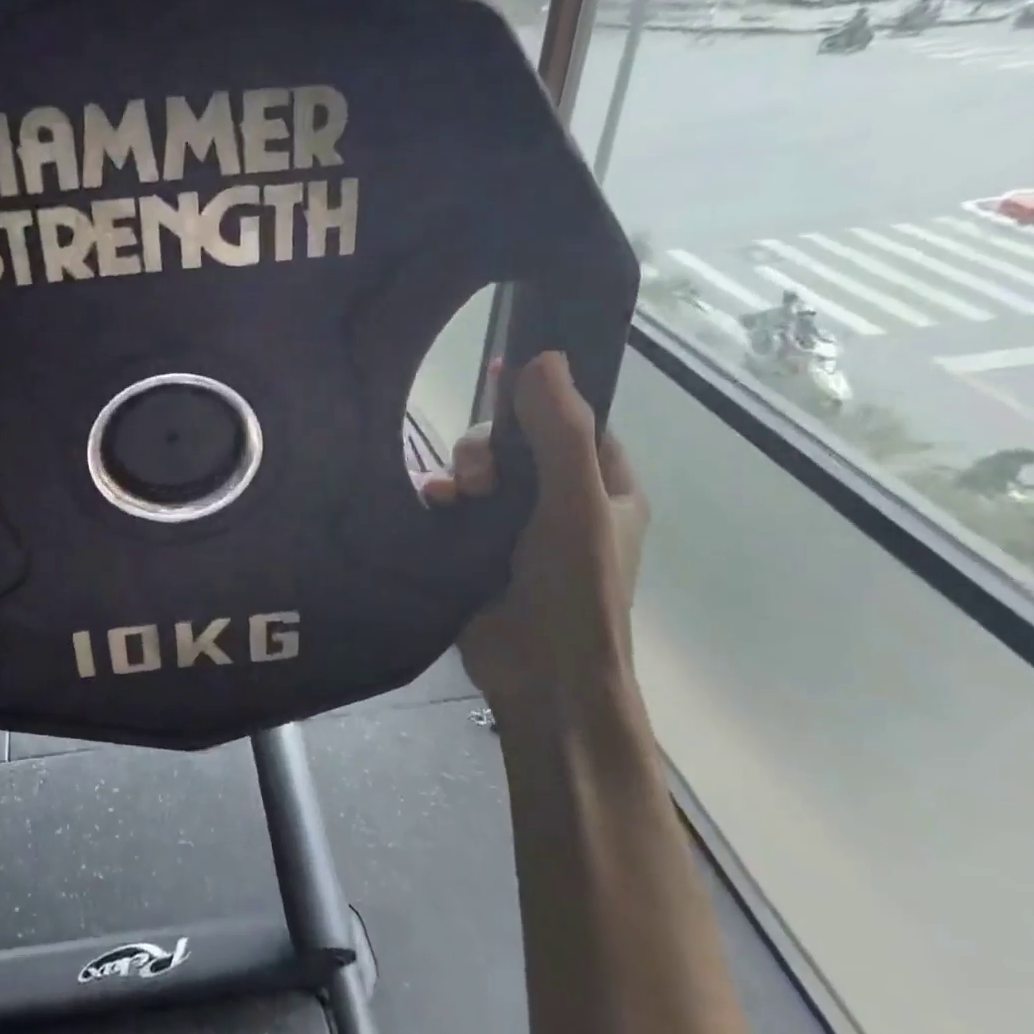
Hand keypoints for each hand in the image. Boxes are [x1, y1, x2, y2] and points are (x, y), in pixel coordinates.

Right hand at [423, 352, 647, 710]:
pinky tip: (430, 504)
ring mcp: (514, 526)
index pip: (574, 420)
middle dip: (487, 449)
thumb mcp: (575, 505)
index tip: (501, 372)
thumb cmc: (575, 589)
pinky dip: (438, 497)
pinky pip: (451, 503)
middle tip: (478, 480)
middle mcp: (559, 500)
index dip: (540, 395)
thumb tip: (544, 357)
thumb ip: (561, 431)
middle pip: (513, 443)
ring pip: (477, 470)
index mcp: (602, 486)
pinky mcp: (475, 546)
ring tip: (450, 498)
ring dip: (459, 472)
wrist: (541, 676)